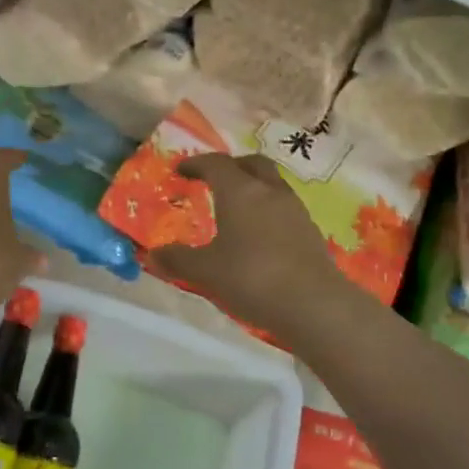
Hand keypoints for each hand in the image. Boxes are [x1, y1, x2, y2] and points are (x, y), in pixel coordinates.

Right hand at [147, 154, 356, 340]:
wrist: (315, 305)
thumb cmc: (252, 277)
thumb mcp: (206, 271)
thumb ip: (178, 259)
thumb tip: (154, 253)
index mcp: (240, 191)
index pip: (216, 163)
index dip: (196, 163)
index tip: (181, 170)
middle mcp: (269, 191)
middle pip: (252, 163)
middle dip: (231, 166)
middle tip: (214, 179)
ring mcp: (295, 210)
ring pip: (272, 184)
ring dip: (253, 187)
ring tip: (236, 208)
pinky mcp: (310, 231)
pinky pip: (284, 207)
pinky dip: (267, 210)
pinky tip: (258, 235)